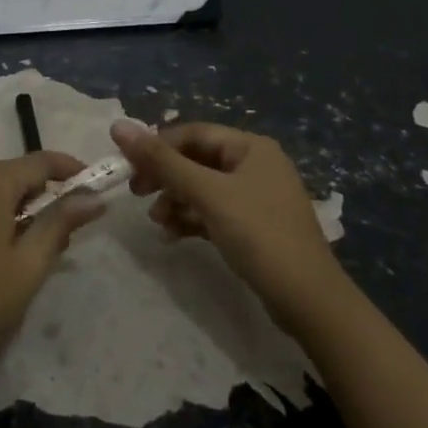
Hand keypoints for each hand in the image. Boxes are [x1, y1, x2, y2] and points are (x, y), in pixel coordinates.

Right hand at [111, 119, 344, 331]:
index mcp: (250, 147)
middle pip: (196, 160)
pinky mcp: (254, 226)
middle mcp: (255, 164)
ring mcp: (256, 196)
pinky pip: (213, 211)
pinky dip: (192, 219)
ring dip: (175, 200)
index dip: (157, 146)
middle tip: (137, 193)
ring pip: (202, 187)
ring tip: (157, 221)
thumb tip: (118, 126)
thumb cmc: (259, 235)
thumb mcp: (207, 194)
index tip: (128, 166)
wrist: (310, 301)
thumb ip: (162, 161)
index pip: (193, 133)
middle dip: (165, 176)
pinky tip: (173, 235)